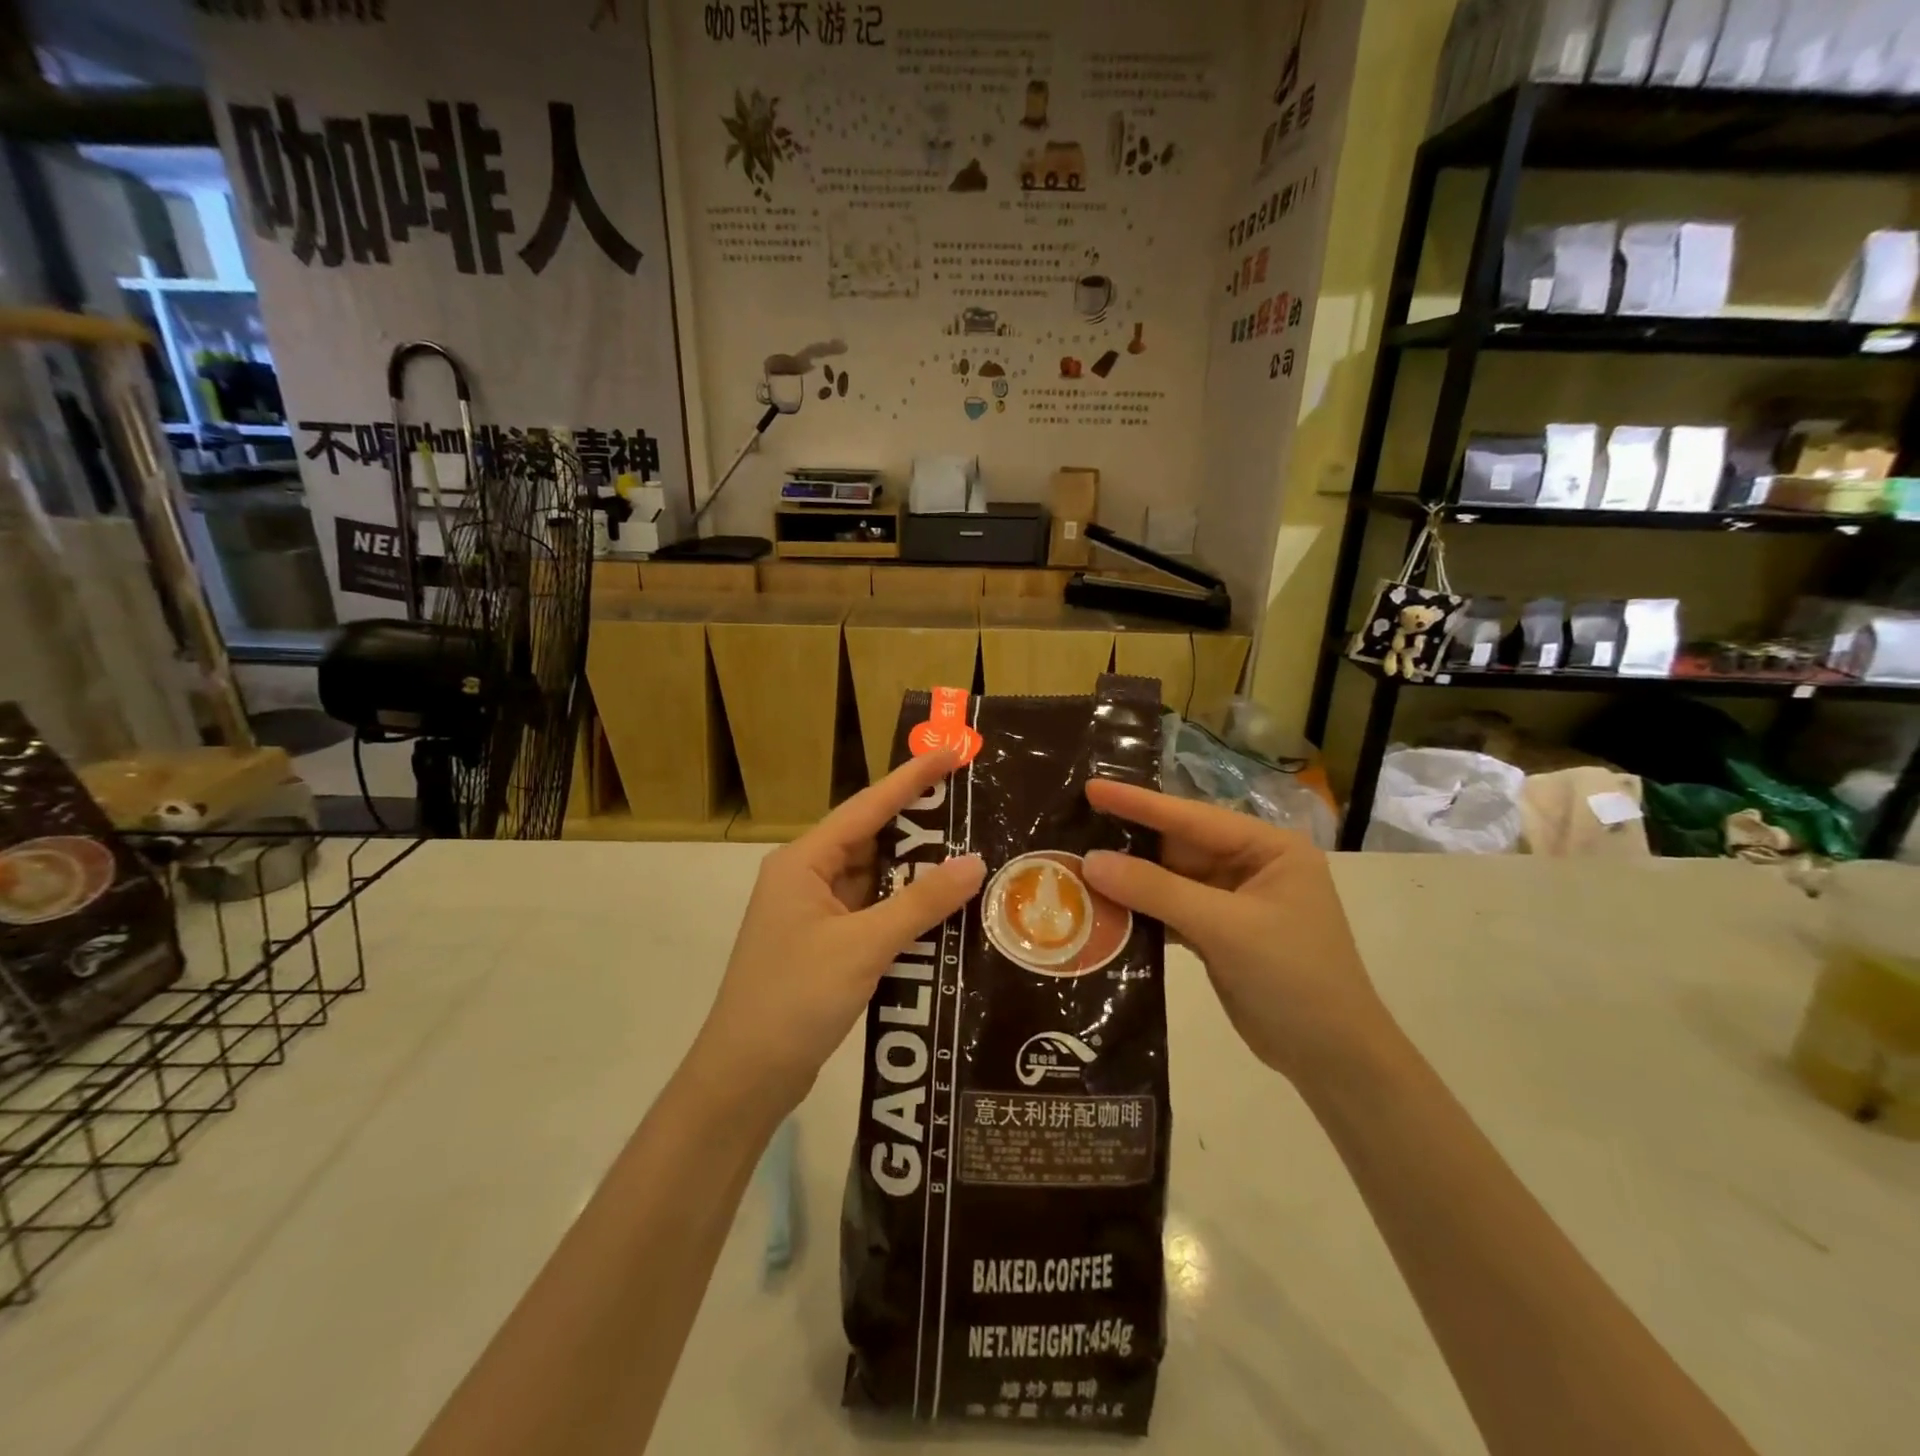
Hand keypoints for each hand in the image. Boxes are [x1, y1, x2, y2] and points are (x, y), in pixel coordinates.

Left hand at [689, 751, 984, 1121]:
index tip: (952, 752)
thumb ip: (921, 903)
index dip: (911, 778)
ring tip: (972, 854)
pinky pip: (875, 914)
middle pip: (872, 840)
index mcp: (803, 862)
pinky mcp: (827, 946)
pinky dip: (907, 910)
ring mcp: (816, 914)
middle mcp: (807, 878)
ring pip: (876, 880)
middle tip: (974, 806)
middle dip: (921, 826)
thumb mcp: (863, 946)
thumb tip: (975, 862)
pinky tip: (946, 910)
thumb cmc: (795, 999)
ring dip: (917, 873)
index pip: (867, 807)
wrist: (745, 1077)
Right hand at [1081, 779, 1393, 1087]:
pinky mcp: (1217, 934)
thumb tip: (1089, 861)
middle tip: (1073, 828)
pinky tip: (1102, 909)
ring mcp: (1233, 902)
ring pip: (1169, 880)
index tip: (1092, 787)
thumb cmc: (1293, 977)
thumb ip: (1156, 890)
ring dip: (1129, 880)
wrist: (1333, 1060)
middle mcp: (1250, 866)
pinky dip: (1140, 912)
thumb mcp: (1226, 927)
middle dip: (1128, 842)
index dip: (1139, 803)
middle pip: (1177, 847)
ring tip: (1075, 867)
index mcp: (1268, 848)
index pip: (1192, 817)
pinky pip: (1169, 911)